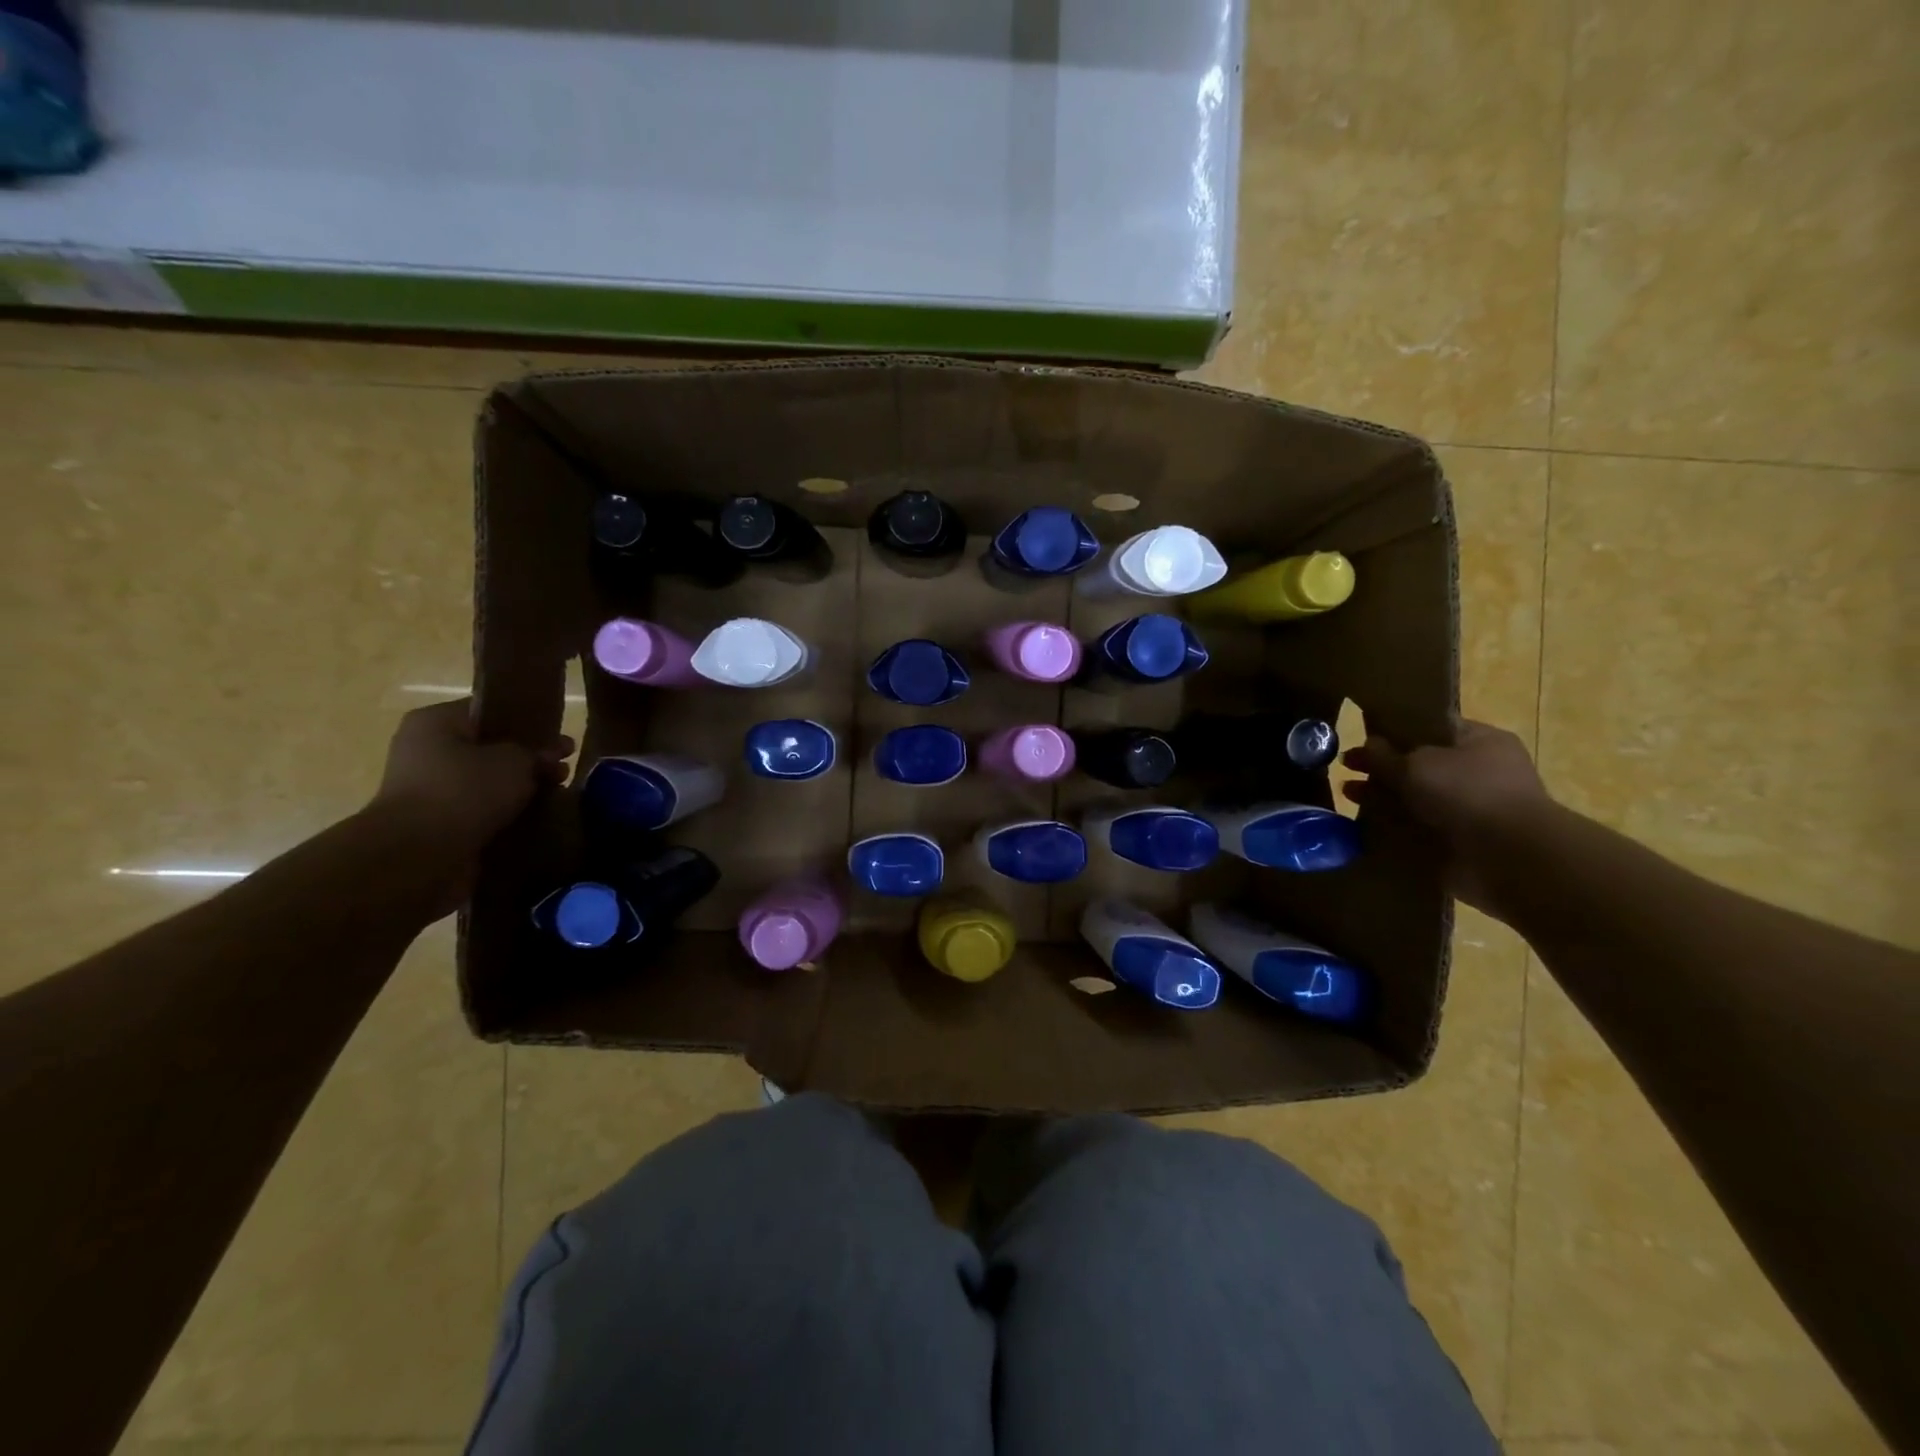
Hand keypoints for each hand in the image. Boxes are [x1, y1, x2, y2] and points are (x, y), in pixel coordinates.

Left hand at [369, 699, 572, 863]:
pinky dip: (504, 814)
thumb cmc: (465, 790)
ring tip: (554, 798)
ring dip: (519, 790)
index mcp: (435, 722)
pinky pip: (479, 811)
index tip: (559, 740)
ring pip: (486, 782)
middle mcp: (425, 751)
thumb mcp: (515, 761)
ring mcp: (427, 789)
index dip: (529, 723)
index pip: (489, 712)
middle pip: (489, 749)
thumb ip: (537, 752)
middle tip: (562, 771)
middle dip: (528, 761)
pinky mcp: (435, 823)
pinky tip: (533, 820)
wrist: (418, 855)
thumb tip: (551, 755)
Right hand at [1342, 720, 1557, 917]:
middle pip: (1420, 765)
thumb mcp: (1416, 764)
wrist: (1509, 858)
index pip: (1432, 728)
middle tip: (1345, 770)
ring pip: (1416, 799)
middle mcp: (1479, 772)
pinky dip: (1394, 830)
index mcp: (1480, 741)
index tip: (1361, 737)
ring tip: (1348, 798)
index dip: (1395, 731)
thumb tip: (1367, 746)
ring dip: (1384, 799)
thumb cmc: (1467, 793)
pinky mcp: (1461, 842)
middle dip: (1383, 769)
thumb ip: (1385, 755)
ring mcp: (1471, 810)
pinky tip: (1364, 827)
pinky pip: (1417, 830)